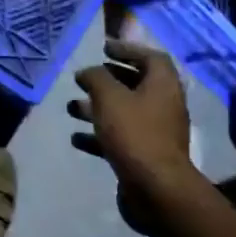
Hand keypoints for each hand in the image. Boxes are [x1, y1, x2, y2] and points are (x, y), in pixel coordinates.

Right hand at [69, 39, 195, 232]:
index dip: (127, 49)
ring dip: (98, 107)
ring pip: (124, 112)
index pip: (150, 57)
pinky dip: (99, 135)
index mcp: (163, 85)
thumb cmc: (134, 133)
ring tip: (71, 108)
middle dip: (108, 80)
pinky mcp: (145, 155)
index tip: (103, 49)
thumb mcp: (109, 97)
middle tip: (85, 77)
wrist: (155, 188)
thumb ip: (96, 78)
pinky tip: (76, 138)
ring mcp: (156, 132)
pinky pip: (120, 137)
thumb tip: (88, 72)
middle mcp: (164, 105)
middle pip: (136, 84)